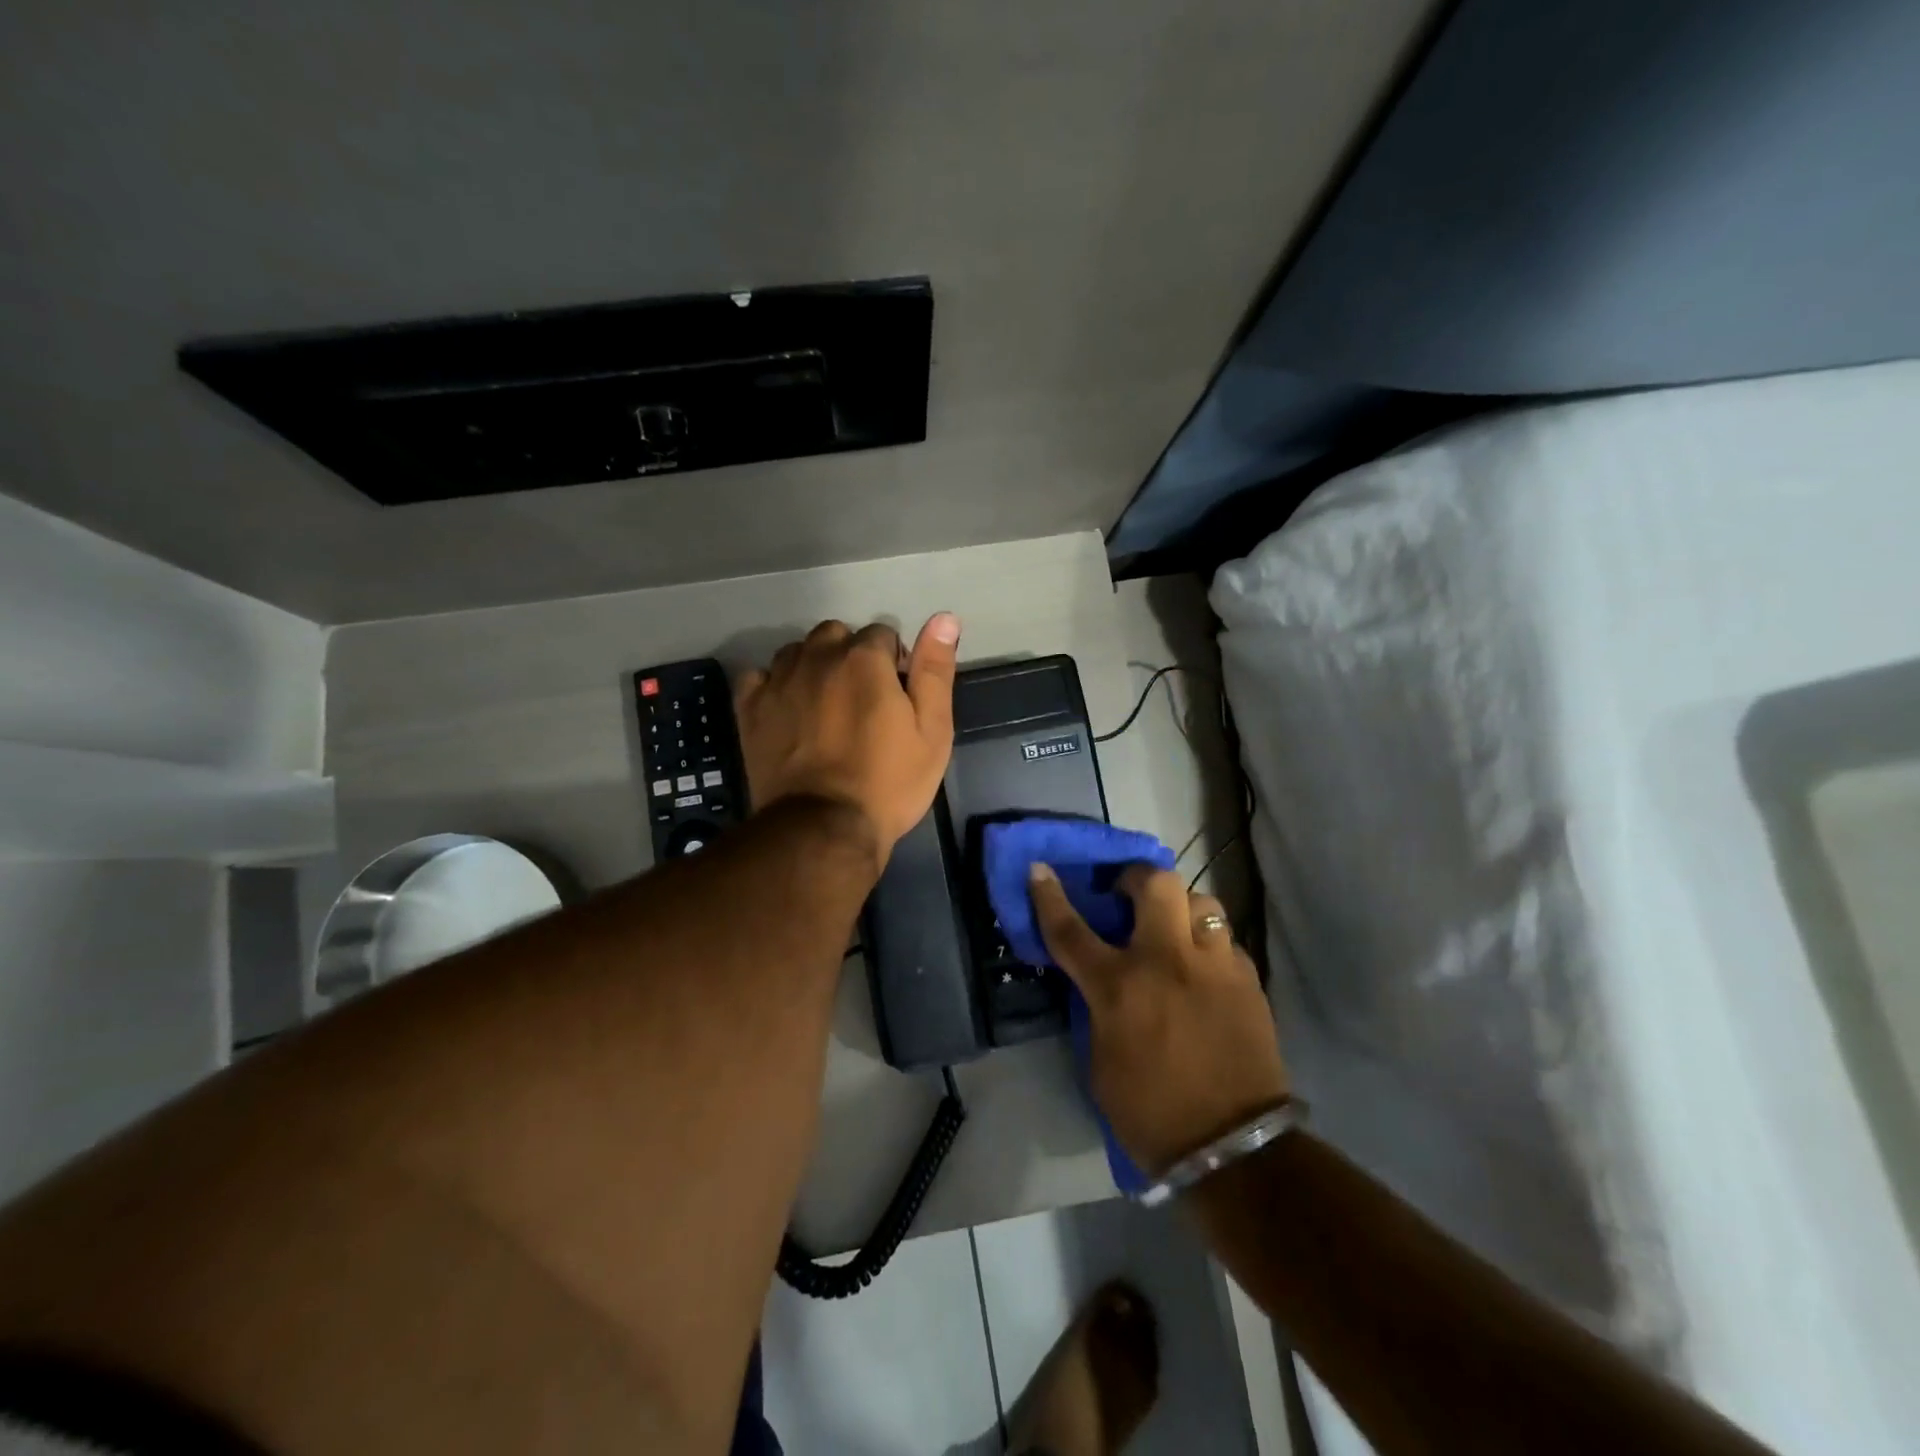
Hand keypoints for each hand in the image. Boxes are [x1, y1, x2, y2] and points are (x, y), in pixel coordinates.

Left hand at [734, 614, 960, 861]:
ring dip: (814, 667)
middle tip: (862, 701)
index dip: (894, 662)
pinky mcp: (750, 708)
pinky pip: (759, 676)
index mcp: (864, 658)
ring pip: (798, 652)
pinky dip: (774, 685)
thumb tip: (944, 618)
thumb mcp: (933, 731)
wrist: (823, 828)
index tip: (896, 697)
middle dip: (851, 657)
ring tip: (825, 707)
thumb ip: (935, 671)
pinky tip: (787, 710)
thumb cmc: (888, 782)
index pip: (882, 634)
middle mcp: (817, 656)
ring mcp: (778, 680)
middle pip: (836, 636)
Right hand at [1030, 863, 1288, 1175]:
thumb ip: (1097, 1007)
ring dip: (1180, 908)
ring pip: (1201, 901)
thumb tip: (1100, 979)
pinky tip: (1204, 970)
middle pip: (1155, 883)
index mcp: (1119, 987)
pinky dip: (1208, 946)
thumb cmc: (1150, 1112)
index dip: (1049, 896)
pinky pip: (1225, 941)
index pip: (1071, 929)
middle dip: (1136, 878)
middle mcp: (1167, 961)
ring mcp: (1213, 966)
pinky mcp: (1247, 980)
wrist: (1232, 1148)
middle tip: (1128, 896)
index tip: (1040, 870)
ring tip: (1173, 930)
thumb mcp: (1099, 1059)